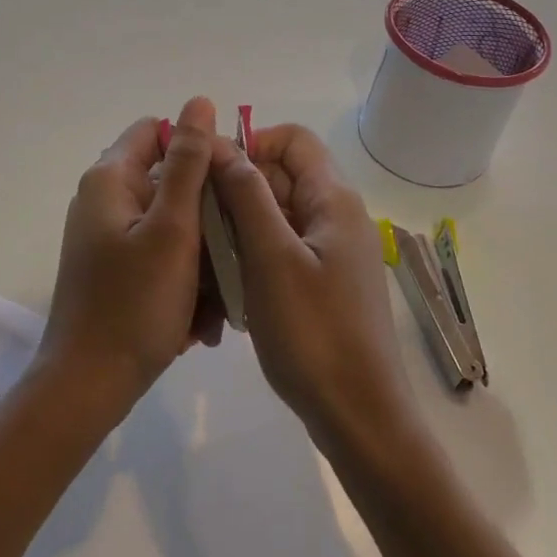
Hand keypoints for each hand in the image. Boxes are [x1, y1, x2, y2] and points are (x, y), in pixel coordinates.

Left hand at [37, 97, 222, 414]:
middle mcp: (103, 199)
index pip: (156, 131)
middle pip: (168, 181)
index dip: (196, 147)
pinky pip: (158, 255)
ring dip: (200, 255)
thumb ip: (188, 163)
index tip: (230, 183)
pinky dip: (182, 277)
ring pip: (170, 225)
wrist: (88, 385)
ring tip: (219, 299)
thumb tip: (199, 103)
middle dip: (206, 214)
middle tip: (234, 249)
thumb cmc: (134, 303)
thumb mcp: (173, 228)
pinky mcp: (112, 268)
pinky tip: (199, 318)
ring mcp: (106, 236)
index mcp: (110, 178)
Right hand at [210, 123, 416, 450]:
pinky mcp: (323, 282)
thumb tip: (221, 143)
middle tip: (197, 221)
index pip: (291, 139)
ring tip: (206, 257)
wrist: (359, 417)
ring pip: (276, 214)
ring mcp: (332, 252)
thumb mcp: (270, 257)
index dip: (250, 144)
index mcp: (333, 200)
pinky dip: (252, 255)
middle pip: (281, 176)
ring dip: (239, 226)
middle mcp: (337, 216)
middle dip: (236, 189)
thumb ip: (246, 195)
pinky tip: (227, 286)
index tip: (210, 174)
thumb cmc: (313, 332)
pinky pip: (281, 248)